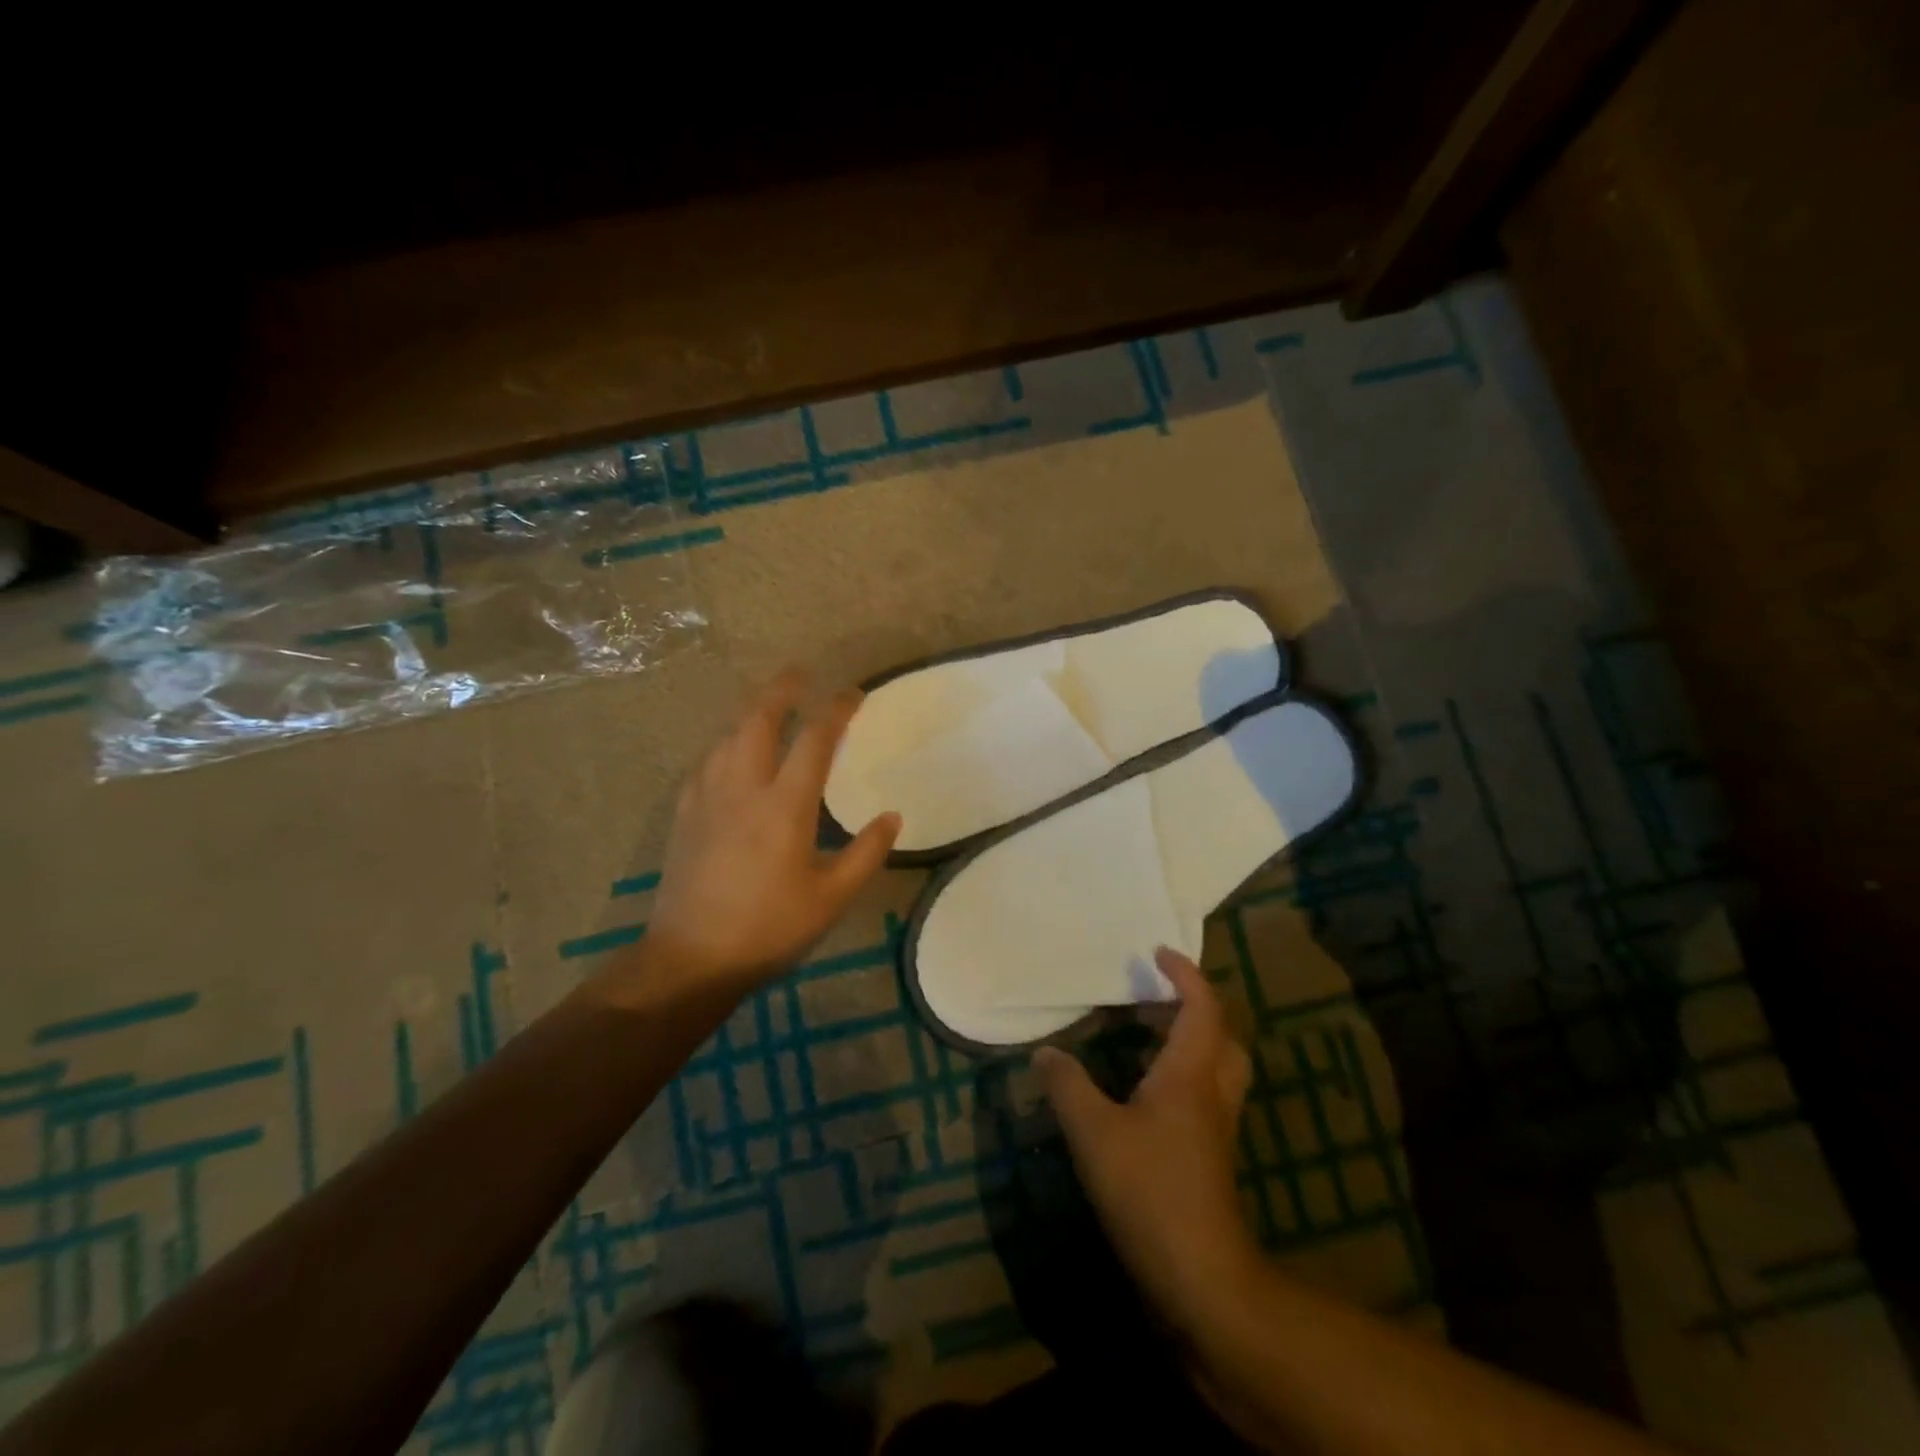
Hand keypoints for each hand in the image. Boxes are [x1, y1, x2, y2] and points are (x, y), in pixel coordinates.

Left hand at [641, 671, 900, 991]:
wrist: (690, 958)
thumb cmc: (768, 929)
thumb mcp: (831, 899)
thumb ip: (866, 854)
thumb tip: (892, 817)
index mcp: (784, 806)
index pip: (815, 740)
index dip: (836, 709)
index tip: (852, 692)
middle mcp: (743, 788)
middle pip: (758, 720)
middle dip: (780, 690)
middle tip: (799, 673)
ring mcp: (707, 798)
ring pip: (727, 736)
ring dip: (750, 712)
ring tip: (767, 705)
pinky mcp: (684, 814)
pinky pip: (706, 761)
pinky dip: (725, 743)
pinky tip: (729, 751)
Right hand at [1035, 947, 1258, 1331]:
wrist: (1201, 1278)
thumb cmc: (1149, 1190)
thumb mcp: (1093, 1132)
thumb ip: (1067, 1086)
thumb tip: (1045, 1053)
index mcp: (1191, 1074)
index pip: (1202, 1007)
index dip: (1185, 974)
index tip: (1158, 953)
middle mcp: (1212, 1093)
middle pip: (1222, 1034)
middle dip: (1195, 1005)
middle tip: (1154, 996)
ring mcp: (1216, 1128)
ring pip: (1218, 1066)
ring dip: (1191, 1040)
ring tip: (1146, 1035)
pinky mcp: (1211, 1157)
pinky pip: (1205, 1094)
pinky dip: (1184, 1075)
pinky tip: (1145, 1093)